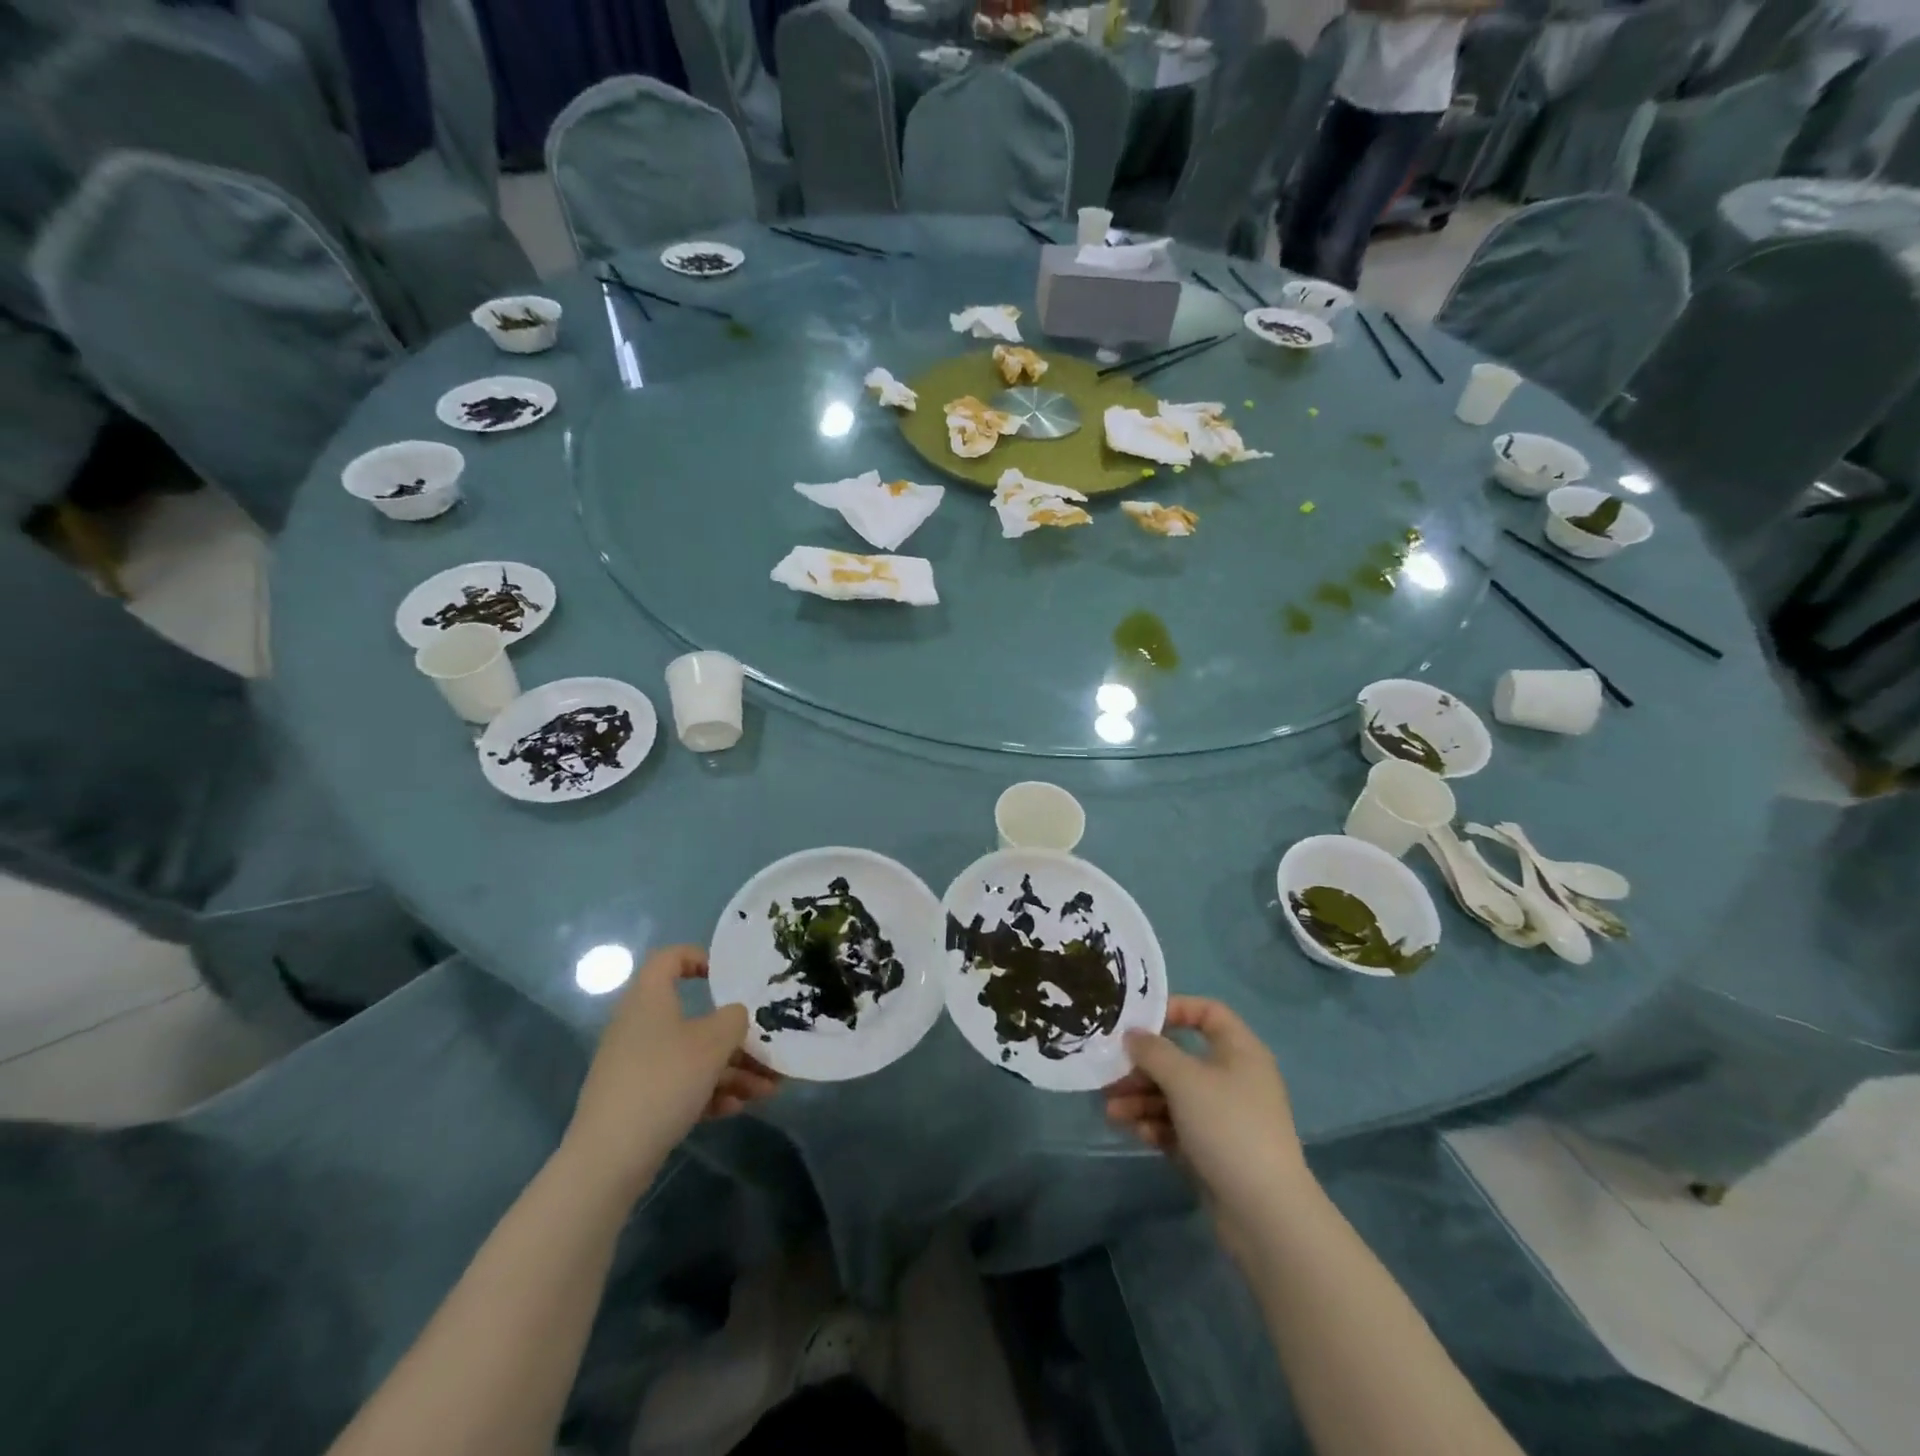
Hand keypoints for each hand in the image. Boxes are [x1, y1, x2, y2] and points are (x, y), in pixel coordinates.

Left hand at [567, 946, 780, 1188]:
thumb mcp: (713, 1043)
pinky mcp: (635, 1099)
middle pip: (693, 1017)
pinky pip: (678, 1084)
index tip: (728, 977)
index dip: (699, 958)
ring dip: (731, 1069)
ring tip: (766, 1091)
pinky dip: (707, 1091)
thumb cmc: (664, 1081)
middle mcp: (639, 1025)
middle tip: (766, 1050)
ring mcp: (635, 1065)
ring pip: (691, 1056)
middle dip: (735, 1037)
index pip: (669, 958)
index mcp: (650, 999)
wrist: (609, 1157)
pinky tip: (735, 1109)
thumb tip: (734, 1015)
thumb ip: (734, 1019)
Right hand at [1104, 997, 1311, 1237]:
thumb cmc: (1227, 1127)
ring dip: (1141, 1099)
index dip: (1175, 1009)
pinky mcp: (1214, 1149)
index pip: (1208, 1012)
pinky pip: (1178, 1125)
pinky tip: (1137, 1133)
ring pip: (1175, 1095)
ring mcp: (1224, 1116)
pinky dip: (1156, 1125)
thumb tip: (1134, 1035)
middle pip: (1181, 1058)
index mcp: (1239, 1051)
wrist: (1265, 1213)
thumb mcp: (1185, 1080)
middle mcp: (1233, 1078)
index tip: (1140, 1022)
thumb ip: (1154, 1051)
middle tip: (1111, 1074)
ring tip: (1111, 1111)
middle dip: (1143, 1067)